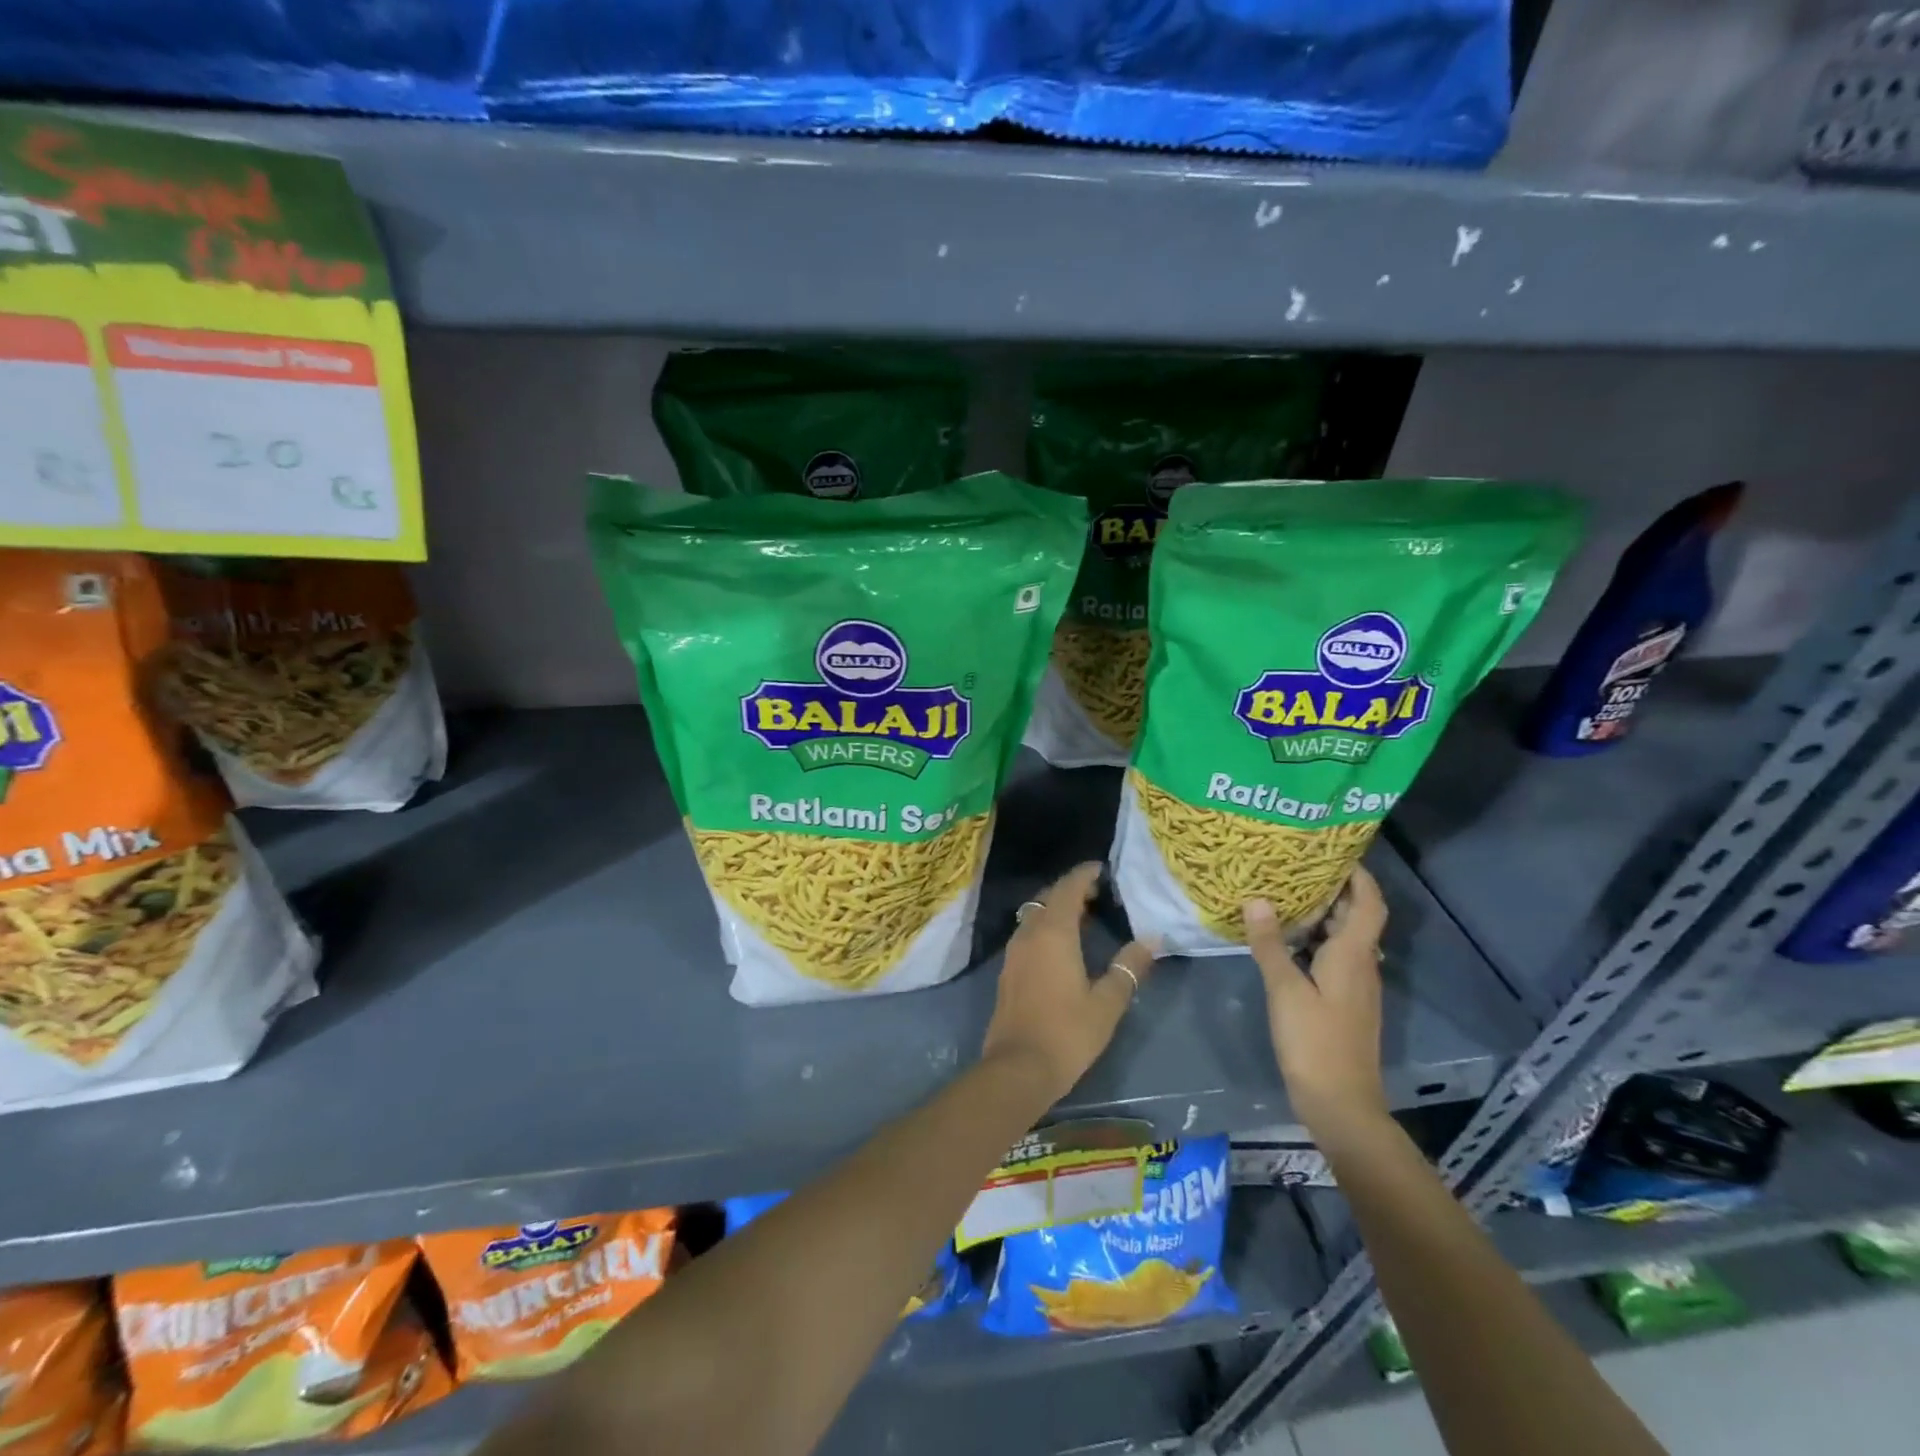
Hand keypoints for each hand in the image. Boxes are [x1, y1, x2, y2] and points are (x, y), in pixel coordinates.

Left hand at [983, 862, 1155, 1103]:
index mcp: (1053, 933)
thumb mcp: (1107, 1002)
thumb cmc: (1067, 1033)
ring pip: (1034, 915)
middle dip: (1071, 890)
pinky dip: (1046, 928)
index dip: (1084, 874)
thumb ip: (1128, 968)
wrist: (1018, 1068)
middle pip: (1048, 898)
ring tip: (1085, 917)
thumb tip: (1151, 940)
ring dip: (1056, 909)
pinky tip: (1063, 946)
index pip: (1068, 889)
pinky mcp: (1008, 971)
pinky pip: (1028, 934)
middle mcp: (1029, 934)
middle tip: (1098, 893)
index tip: (1101, 868)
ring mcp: (1014, 952)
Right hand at [1244, 865, 1389, 1133]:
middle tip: (1295, 865)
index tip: (1333, 850)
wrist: (1341, 1103)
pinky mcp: (1343, 1002)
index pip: (1368, 902)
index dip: (1358, 874)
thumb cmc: (1315, 1042)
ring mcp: (1354, 985)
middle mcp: (1361, 964)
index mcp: (1353, 955)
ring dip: (1321, 914)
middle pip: (1356, 916)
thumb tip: (1257, 898)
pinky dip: (1314, 940)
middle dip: (1332, 888)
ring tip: (1284, 893)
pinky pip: (1333, 957)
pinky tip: (1284, 940)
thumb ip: (1270, 944)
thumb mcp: (1285, 990)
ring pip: (1342, 937)